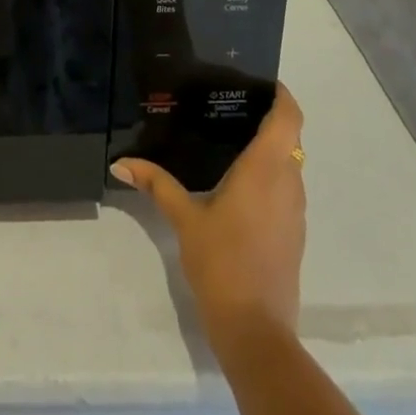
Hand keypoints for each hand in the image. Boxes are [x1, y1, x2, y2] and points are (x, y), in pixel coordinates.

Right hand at [112, 84, 306, 351]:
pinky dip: (270, 175)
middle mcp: (288, 183)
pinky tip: (238, 182)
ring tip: (231, 137)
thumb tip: (120, 162)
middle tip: (230, 104)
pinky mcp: (294, 235)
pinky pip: (287, 189)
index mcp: (266, 169)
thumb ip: (156, 184)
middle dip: (268, 118)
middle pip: (289, 137)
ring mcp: (295, 211)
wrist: (256, 333)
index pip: (289, 117)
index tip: (259, 81)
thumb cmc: (222, 262)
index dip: (281, 95)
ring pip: (290, 164)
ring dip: (270, 148)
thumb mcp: (185, 219)